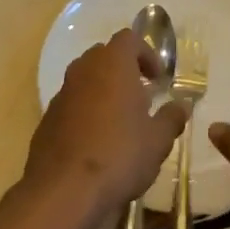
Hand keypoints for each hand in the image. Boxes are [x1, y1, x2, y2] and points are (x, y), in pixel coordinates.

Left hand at [23, 29, 187, 215]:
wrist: (64, 189)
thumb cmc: (119, 154)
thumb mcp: (158, 140)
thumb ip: (171, 118)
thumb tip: (182, 105)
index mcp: (113, 64)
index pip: (129, 38)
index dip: (147, 54)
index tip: (159, 80)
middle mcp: (84, 70)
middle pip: (105, 55)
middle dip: (124, 70)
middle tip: (141, 97)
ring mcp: (62, 93)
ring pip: (86, 78)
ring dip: (104, 90)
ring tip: (121, 121)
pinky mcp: (47, 118)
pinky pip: (72, 103)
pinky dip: (86, 111)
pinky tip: (97, 142)